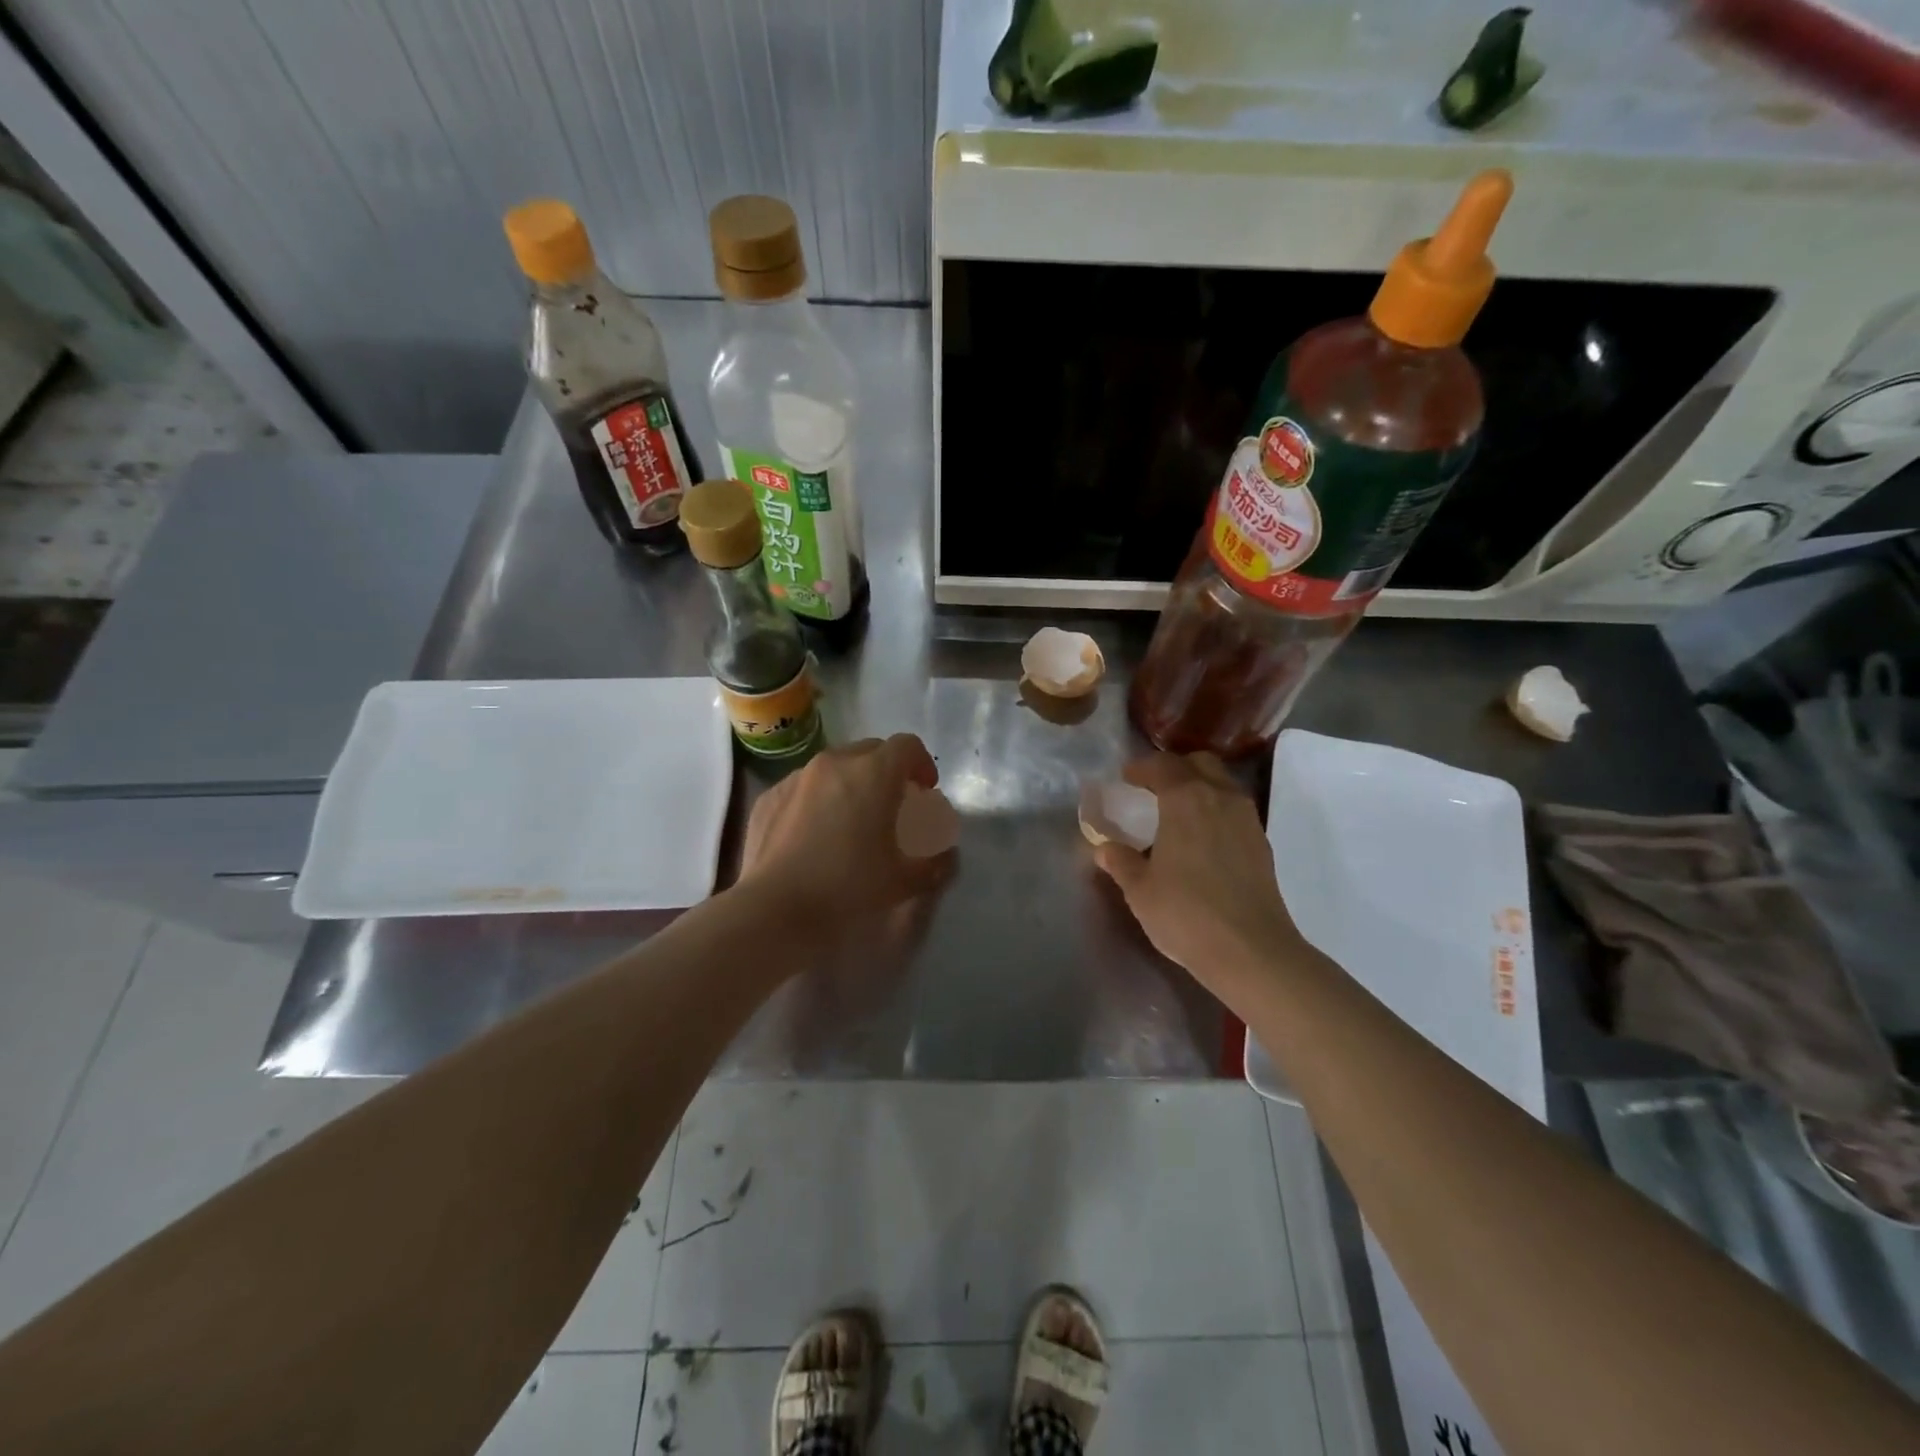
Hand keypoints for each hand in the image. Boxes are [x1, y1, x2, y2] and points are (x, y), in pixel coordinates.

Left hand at [738, 734, 950, 930]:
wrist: (774, 911)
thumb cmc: (848, 888)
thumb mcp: (905, 881)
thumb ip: (935, 863)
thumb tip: (945, 855)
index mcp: (873, 773)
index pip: (907, 746)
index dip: (922, 764)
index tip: (924, 792)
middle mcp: (834, 763)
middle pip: (870, 751)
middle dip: (887, 772)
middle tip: (892, 806)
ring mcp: (796, 778)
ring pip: (834, 767)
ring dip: (851, 784)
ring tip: (851, 821)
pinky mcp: (768, 798)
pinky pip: (803, 787)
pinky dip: (817, 800)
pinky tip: (814, 836)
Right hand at [1093, 752, 1303, 993]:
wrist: (1251, 951)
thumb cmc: (1185, 914)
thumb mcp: (1140, 890)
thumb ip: (1120, 861)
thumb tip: (1105, 848)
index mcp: (1185, 799)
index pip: (1162, 766)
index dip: (1141, 768)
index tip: (1126, 778)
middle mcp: (1220, 797)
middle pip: (1199, 763)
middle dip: (1175, 769)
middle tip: (1153, 789)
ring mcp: (1246, 819)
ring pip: (1221, 784)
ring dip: (1199, 787)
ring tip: (1177, 813)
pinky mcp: (1261, 843)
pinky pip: (1234, 809)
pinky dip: (1215, 810)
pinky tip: (1201, 839)